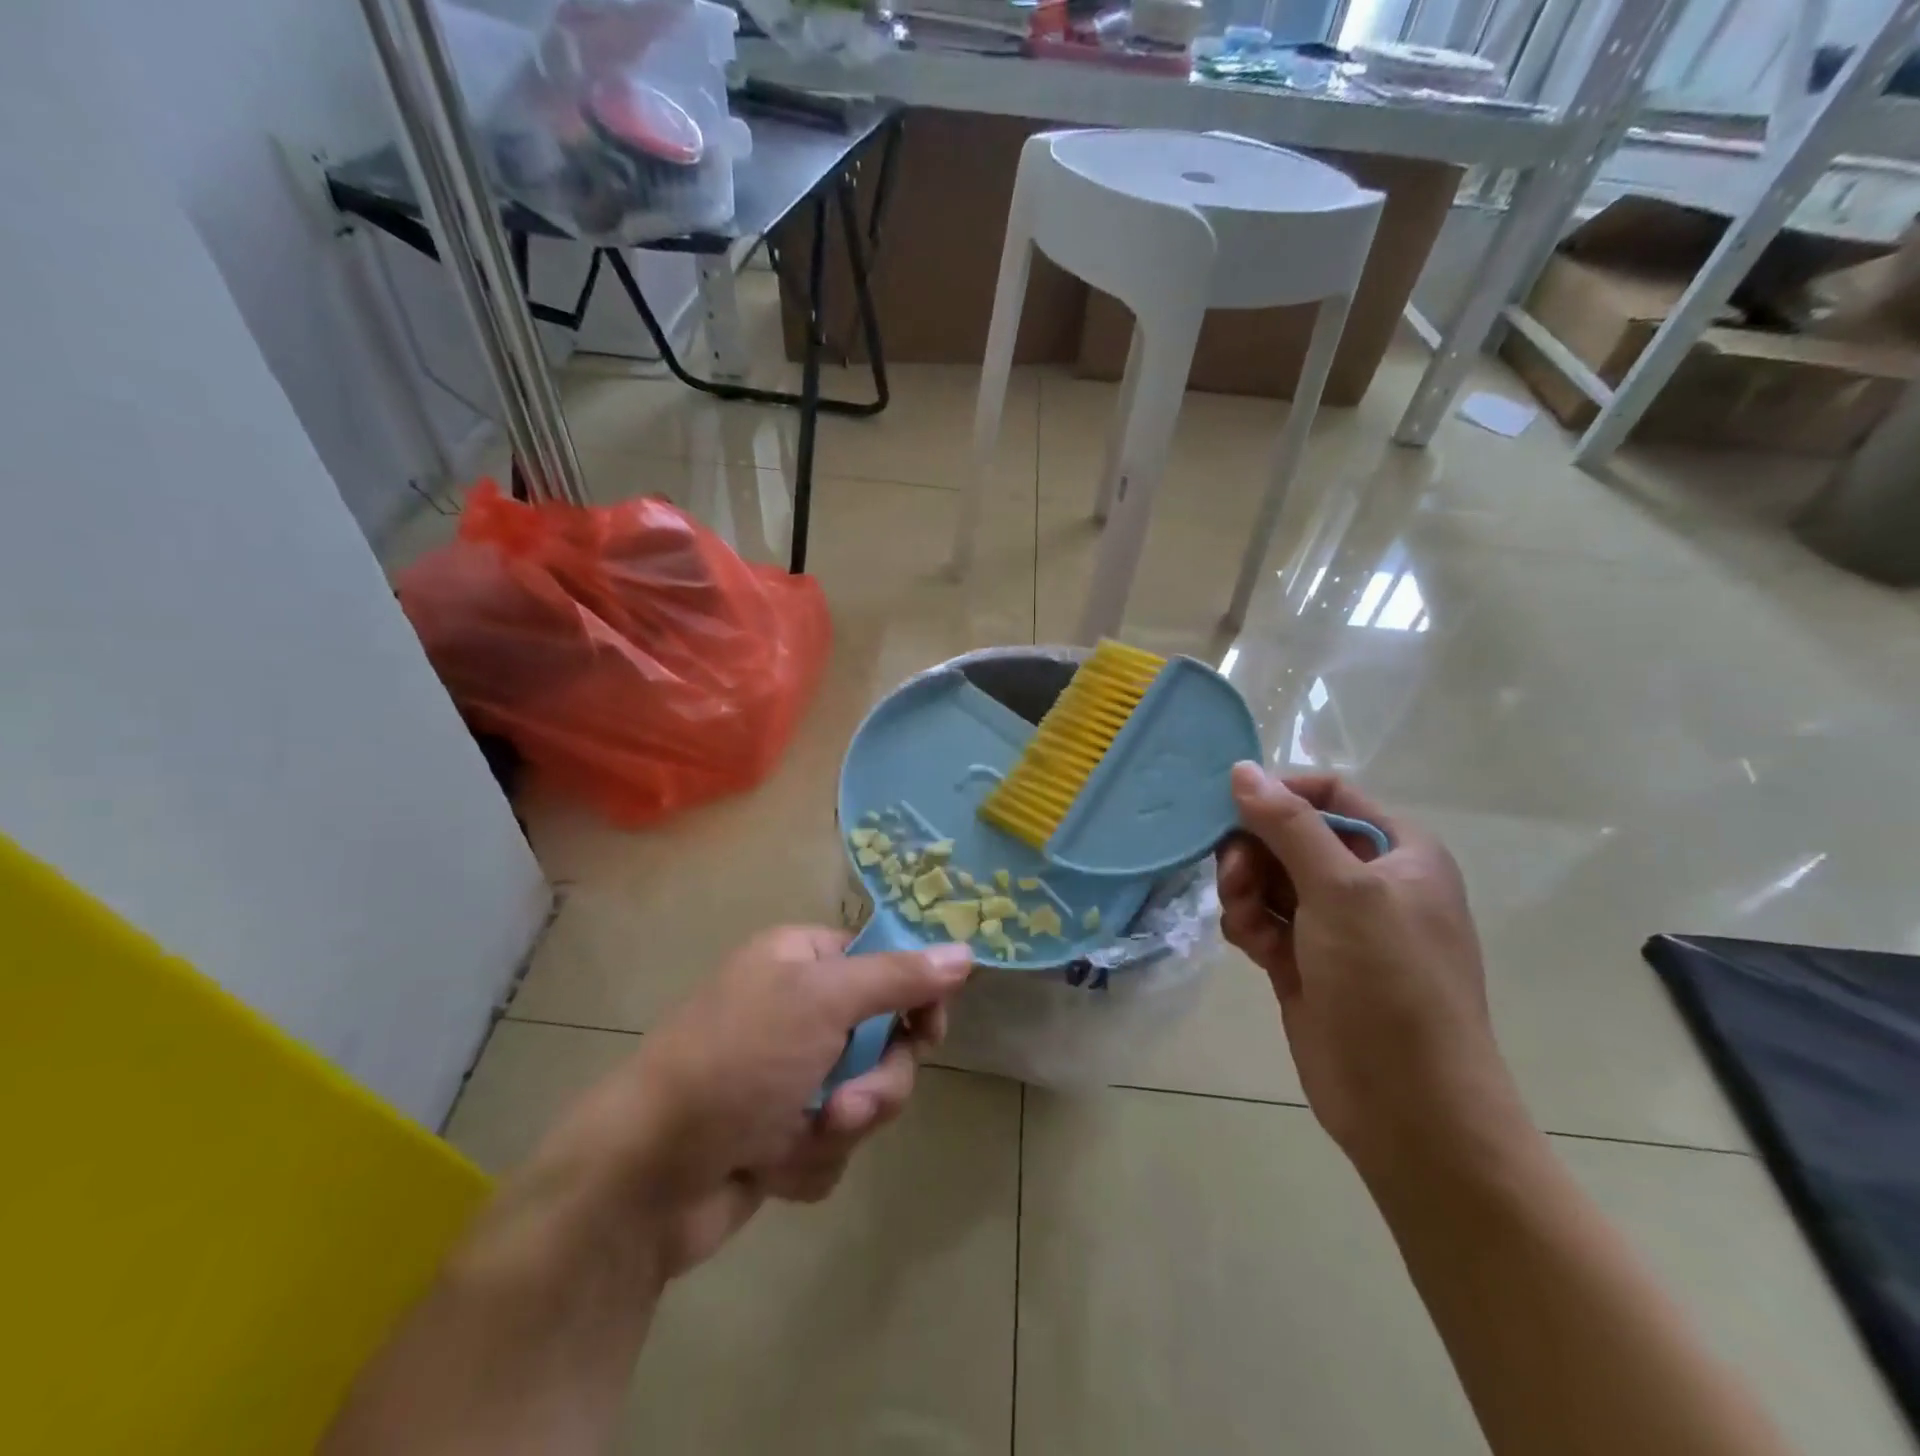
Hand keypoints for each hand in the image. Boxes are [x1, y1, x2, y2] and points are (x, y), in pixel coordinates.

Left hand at [518, 927, 972, 1283]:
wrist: (645, 1177)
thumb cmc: (736, 1061)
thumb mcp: (821, 1001)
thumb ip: (898, 978)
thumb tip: (965, 952)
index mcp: (801, 961)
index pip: (885, 963)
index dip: (914, 995)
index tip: (929, 1028)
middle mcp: (798, 1010)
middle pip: (885, 1039)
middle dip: (875, 1080)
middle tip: (847, 1103)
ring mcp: (789, 1075)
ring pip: (865, 1096)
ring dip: (841, 1124)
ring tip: (798, 1138)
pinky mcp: (781, 1134)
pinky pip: (833, 1143)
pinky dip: (808, 1158)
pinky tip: (768, 1167)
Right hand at [1216, 764, 1528, 1179]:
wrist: (1409, 1109)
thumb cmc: (1390, 984)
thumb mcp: (1342, 891)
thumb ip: (1288, 825)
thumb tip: (1240, 770)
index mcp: (1400, 852)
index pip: (1329, 794)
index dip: (1279, 793)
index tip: (1229, 807)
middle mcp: (1369, 881)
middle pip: (1289, 836)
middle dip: (1254, 851)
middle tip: (1233, 876)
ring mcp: (1335, 924)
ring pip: (1268, 878)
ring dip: (1246, 891)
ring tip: (1246, 922)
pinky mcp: (1304, 961)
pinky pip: (1262, 919)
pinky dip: (1249, 925)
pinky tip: (1252, 948)